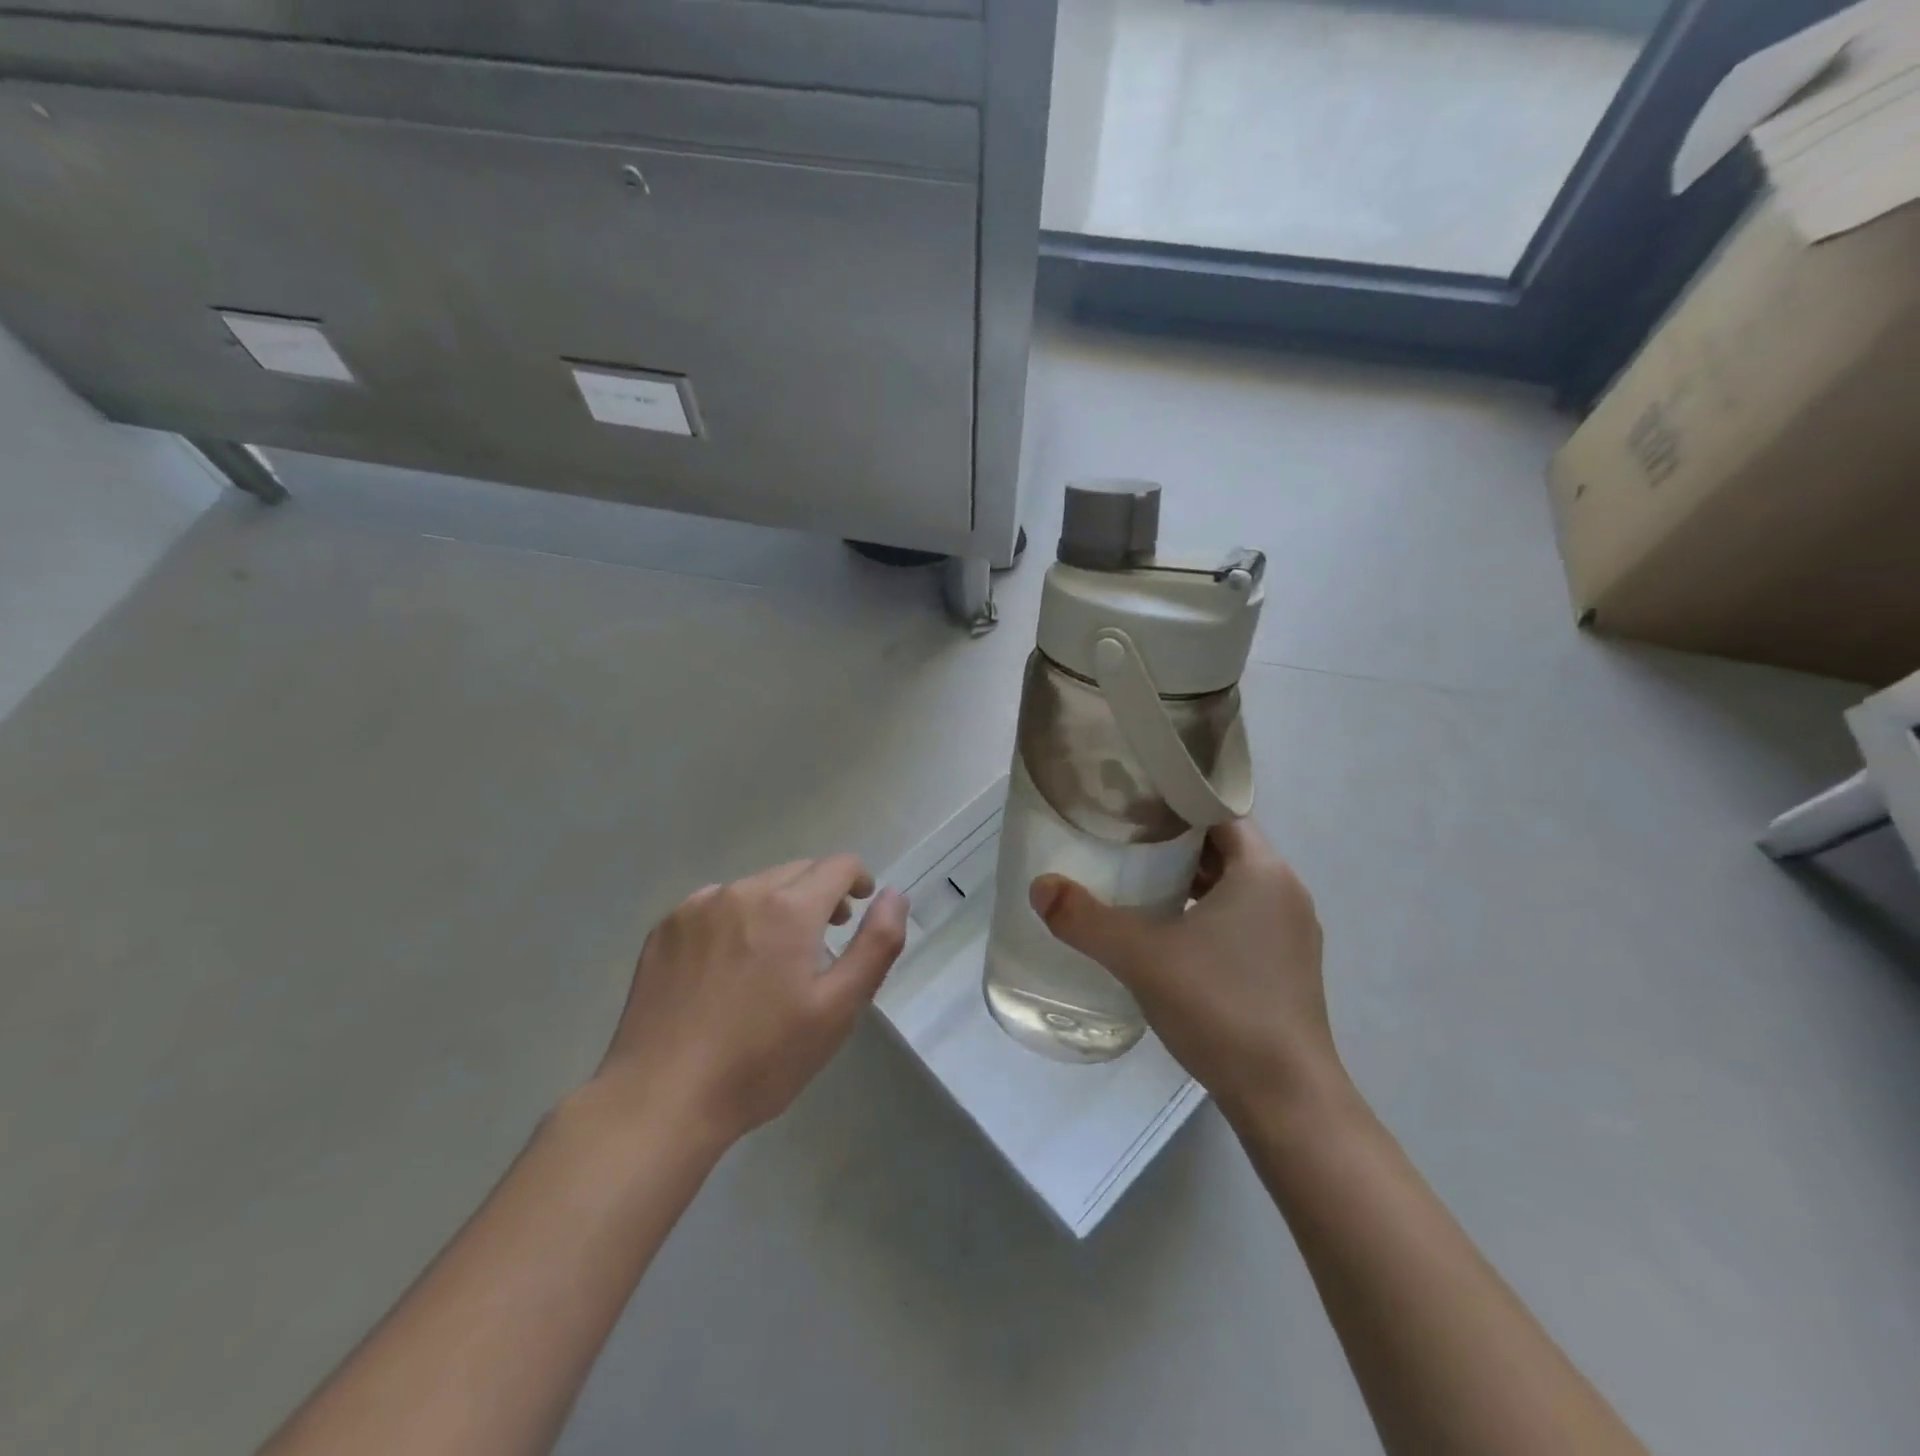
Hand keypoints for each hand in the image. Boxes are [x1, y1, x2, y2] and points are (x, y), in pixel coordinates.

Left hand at [592, 856, 908, 1146]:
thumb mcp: (838, 1008)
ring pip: (755, 886)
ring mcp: (697, 907)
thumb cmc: (762, 1059)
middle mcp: (742, 891)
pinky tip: (727, 965)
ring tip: (774, 956)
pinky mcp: (665, 928)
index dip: (858, 879)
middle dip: (819, 894)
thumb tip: (894, 895)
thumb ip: (876, 944)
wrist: (662, 1098)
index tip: (859, 907)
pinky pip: (714, 904)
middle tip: (823, 940)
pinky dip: (734, 918)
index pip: (838, 865)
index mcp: (789, 907)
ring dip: (776, 905)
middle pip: (797, 871)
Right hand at [1030, 821, 1341, 1124]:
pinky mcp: (1286, 968)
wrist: (1286, 1100)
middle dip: (1175, 840)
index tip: (1131, 803)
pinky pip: (1241, 917)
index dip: (1176, 801)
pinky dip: (1205, 911)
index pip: (1219, 810)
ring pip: (1233, 885)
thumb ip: (1085, 919)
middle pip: (1224, 846)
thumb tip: (1039, 887)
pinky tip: (1167, 932)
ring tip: (1137, 880)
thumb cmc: (1221, 1007)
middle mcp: (1285, 892)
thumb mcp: (1142, 957)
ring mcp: (1290, 933)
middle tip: (1122, 838)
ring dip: (1189, 879)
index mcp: (1264, 871)